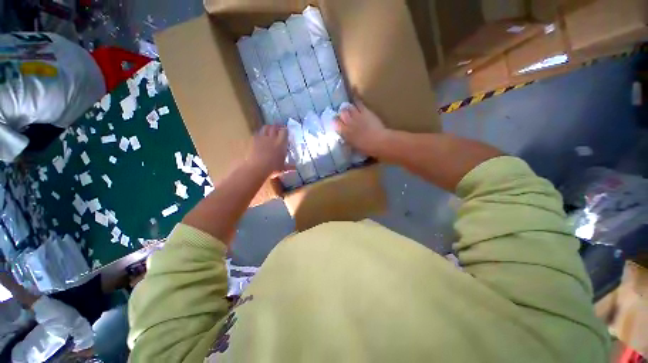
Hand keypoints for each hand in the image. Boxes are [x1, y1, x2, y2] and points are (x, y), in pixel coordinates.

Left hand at [247, 125, 288, 176]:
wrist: (257, 168)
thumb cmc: (272, 169)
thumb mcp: (283, 168)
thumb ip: (289, 166)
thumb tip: (295, 168)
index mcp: (281, 143)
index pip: (284, 132)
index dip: (285, 130)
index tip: (286, 131)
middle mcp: (272, 138)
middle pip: (275, 127)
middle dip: (277, 126)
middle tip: (279, 128)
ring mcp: (262, 138)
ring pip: (265, 127)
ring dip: (269, 127)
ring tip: (270, 129)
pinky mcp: (254, 140)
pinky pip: (257, 132)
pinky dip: (260, 133)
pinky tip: (261, 136)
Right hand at [334, 101, 388, 156]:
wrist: (378, 141)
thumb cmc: (366, 148)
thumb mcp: (353, 146)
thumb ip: (347, 140)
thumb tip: (344, 137)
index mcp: (345, 133)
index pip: (335, 123)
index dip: (335, 121)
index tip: (337, 122)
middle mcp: (348, 123)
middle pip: (341, 113)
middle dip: (342, 113)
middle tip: (344, 115)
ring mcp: (356, 116)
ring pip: (348, 107)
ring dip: (348, 108)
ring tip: (350, 109)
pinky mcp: (365, 111)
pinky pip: (358, 103)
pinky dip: (356, 102)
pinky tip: (356, 102)